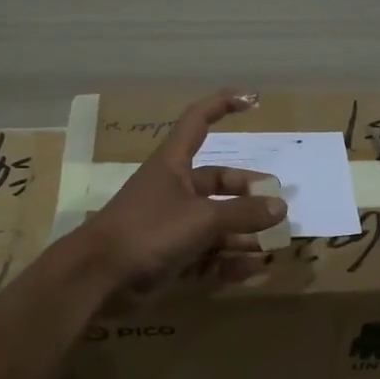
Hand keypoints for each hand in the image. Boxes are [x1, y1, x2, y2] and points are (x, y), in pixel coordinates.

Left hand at [77, 89, 287, 295]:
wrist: (98, 277)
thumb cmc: (148, 231)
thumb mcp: (202, 218)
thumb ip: (242, 213)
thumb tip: (280, 206)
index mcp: (173, 164)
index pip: (198, 121)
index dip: (223, 105)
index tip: (253, 101)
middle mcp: (174, 189)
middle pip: (217, 182)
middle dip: (247, 192)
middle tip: (276, 205)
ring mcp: (171, 224)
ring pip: (215, 222)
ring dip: (243, 231)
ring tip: (273, 242)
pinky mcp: (169, 256)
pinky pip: (207, 253)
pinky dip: (228, 259)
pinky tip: (253, 267)